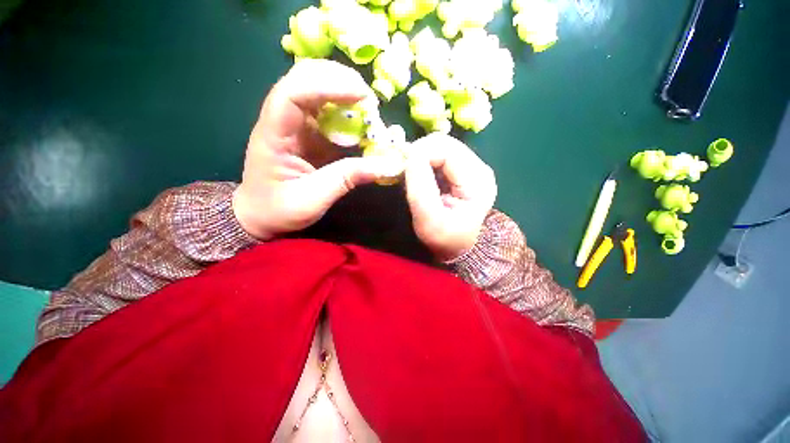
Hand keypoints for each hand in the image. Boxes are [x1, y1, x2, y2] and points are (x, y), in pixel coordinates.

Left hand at [233, 59, 397, 238]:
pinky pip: (327, 113)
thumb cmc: (278, 210)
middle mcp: (282, 121)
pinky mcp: (307, 134)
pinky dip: (347, 113)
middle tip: (368, 97)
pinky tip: (361, 123)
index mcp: (273, 135)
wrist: (260, 216)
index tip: (362, 95)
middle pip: (303, 79)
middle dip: (338, 80)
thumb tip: (387, 165)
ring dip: (344, 93)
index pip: (293, 93)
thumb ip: (347, 178)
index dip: (327, 86)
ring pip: (316, 90)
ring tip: (369, 107)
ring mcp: (295, 126)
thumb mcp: (313, 199)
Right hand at [404, 133, 497, 260]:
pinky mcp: (464, 170)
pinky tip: (422, 175)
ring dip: (423, 156)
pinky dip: (426, 160)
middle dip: (421, 152)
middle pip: (446, 143)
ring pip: (442, 146)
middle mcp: (480, 169)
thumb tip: (412, 154)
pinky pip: (441, 154)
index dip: (422, 153)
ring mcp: (473, 167)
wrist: (456, 247)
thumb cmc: (443, 238)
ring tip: (413, 175)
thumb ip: (421, 188)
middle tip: (405, 170)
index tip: (403, 168)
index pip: (447, 150)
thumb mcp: (428, 220)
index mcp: (477, 182)